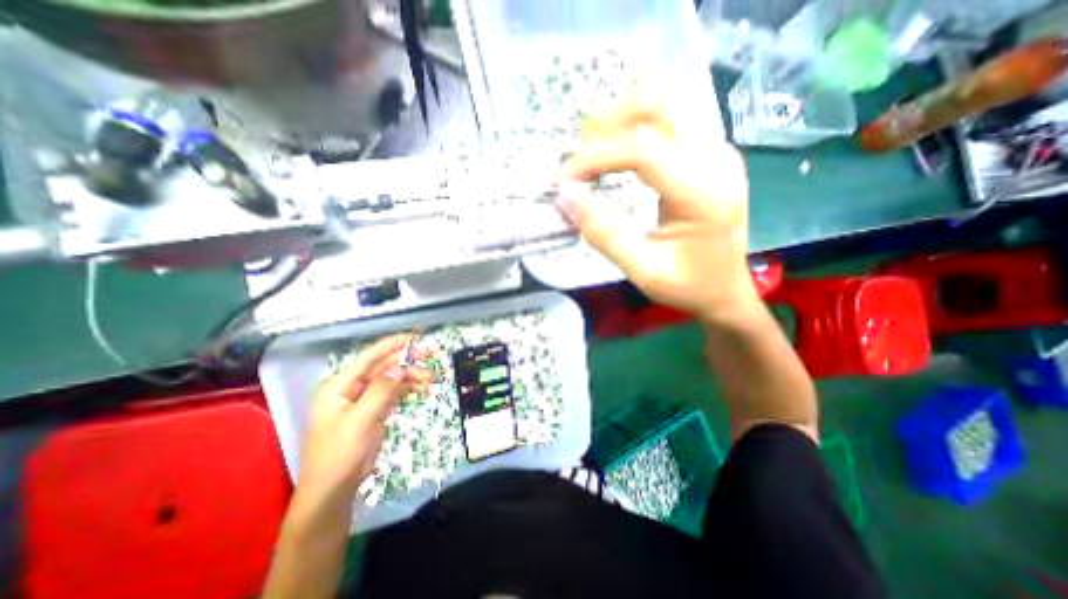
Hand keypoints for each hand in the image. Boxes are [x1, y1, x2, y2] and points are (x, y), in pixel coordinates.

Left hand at [294, 334, 427, 501]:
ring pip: (392, 379)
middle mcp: (352, 388)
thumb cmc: (340, 454)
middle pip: (384, 367)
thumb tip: (400, 367)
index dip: (393, 345)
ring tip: (432, 380)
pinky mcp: (374, 411)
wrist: (334, 490)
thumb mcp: (360, 421)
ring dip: (412, 377)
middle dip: (408, 361)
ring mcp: (364, 400)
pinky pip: (394, 393)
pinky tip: (423, 390)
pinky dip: (409, 389)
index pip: (369, 357)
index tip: (416, 337)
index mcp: (340, 386)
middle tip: (431, 357)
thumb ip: (380, 391)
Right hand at [560, 100, 757, 324]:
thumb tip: (566, 196)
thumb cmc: (688, 286)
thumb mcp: (642, 270)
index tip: (564, 180)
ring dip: (621, 120)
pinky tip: (616, 154)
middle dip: (608, 124)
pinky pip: (671, 122)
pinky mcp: (712, 154)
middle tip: (579, 160)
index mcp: (703, 194)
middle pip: (659, 106)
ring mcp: (718, 152)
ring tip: (593, 154)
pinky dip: (635, 129)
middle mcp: (717, 160)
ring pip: (665, 105)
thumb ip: (603, 233)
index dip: (595, 157)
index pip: (642, 150)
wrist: (727, 290)